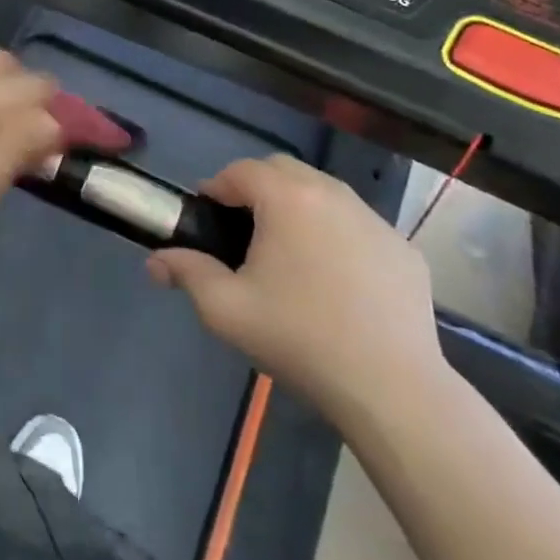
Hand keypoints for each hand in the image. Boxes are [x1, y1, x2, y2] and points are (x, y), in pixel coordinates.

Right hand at [146, 154, 445, 425]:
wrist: (393, 389)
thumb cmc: (299, 338)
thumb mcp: (225, 309)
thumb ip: (186, 273)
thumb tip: (155, 261)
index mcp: (287, 199)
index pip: (241, 170)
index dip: (217, 188)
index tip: (208, 219)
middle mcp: (333, 194)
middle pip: (284, 170)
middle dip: (257, 189)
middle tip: (243, 232)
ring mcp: (375, 221)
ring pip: (324, 193)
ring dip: (298, 207)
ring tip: (288, 253)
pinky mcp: (404, 249)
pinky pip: (358, 225)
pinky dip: (338, 234)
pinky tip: (335, 280)